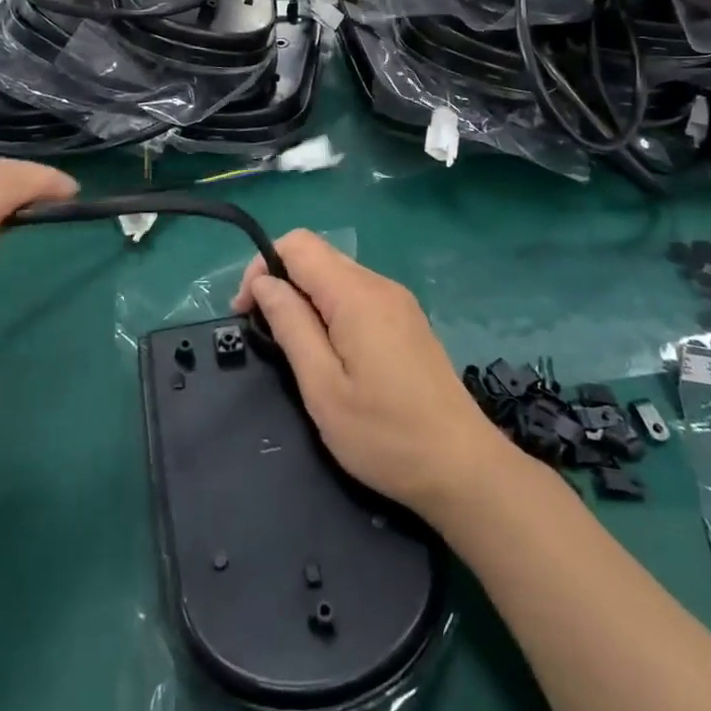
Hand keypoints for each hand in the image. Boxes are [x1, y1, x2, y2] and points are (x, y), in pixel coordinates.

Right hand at [235, 230, 510, 524]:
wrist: (463, 466)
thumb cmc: (385, 434)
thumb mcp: (323, 387)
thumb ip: (291, 326)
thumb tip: (265, 283)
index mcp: (356, 294)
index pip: (298, 244)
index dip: (263, 267)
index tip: (247, 312)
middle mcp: (379, 284)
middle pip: (318, 254)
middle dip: (281, 281)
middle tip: (264, 332)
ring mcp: (398, 301)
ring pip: (337, 274)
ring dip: (306, 296)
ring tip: (294, 347)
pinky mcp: (407, 320)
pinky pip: (358, 294)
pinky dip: (331, 307)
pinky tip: (330, 351)